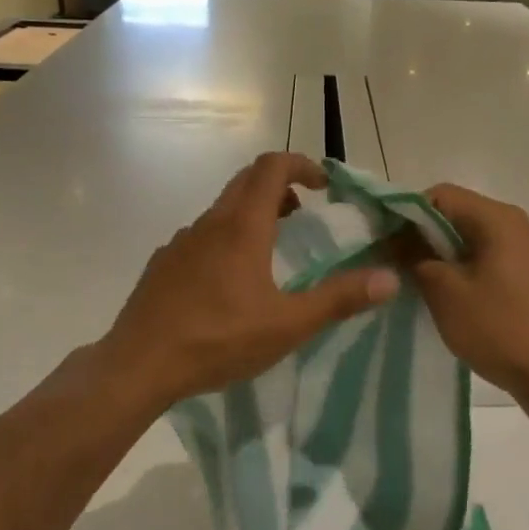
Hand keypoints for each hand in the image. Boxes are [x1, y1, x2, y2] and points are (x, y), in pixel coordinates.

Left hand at [98, 153, 400, 410]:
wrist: (139, 364)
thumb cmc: (218, 340)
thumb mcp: (288, 325)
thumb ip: (339, 299)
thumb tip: (389, 278)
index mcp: (242, 226)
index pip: (272, 167)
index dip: (302, 165)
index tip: (324, 186)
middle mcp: (210, 223)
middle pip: (246, 181)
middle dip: (280, 186)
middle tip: (305, 214)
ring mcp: (181, 241)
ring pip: (222, 209)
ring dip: (252, 213)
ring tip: (272, 250)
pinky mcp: (163, 262)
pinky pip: (202, 235)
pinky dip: (225, 238)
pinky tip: (229, 282)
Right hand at [409, 184, 528, 419]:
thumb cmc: (500, 329)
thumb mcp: (445, 292)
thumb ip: (414, 257)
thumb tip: (394, 240)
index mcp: (498, 218)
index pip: (439, 195)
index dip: (406, 213)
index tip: (383, 241)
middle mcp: (514, 225)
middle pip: (455, 214)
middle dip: (420, 235)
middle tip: (391, 263)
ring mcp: (524, 251)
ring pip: (468, 238)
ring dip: (438, 254)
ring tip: (412, 281)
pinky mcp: (527, 276)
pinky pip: (484, 258)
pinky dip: (459, 268)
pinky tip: (443, 295)